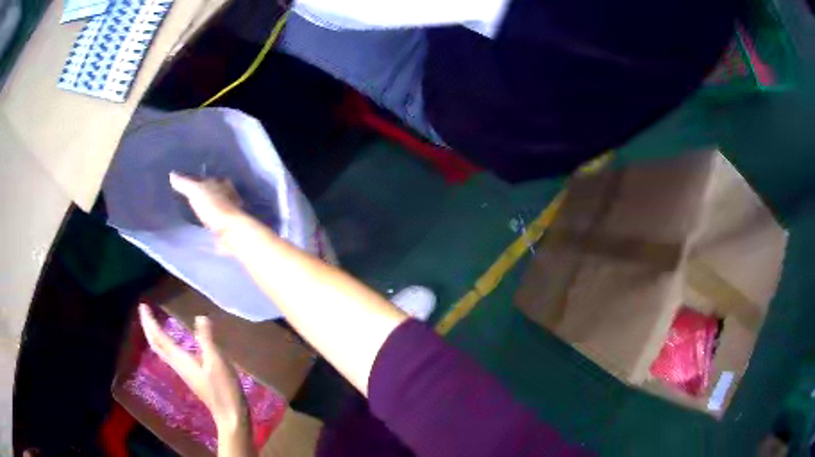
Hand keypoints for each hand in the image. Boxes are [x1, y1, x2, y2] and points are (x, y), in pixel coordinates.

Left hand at [138, 304, 249, 435]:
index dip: (150, 321)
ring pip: (162, 350)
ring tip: (154, 322)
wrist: (230, 415)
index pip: (160, 337)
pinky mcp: (191, 375)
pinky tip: (172, 342)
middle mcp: (178, 364)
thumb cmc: (223, 389)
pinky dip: (165, 343)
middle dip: (148, 327)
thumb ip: (206, 339)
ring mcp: (184, 371)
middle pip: (157, 344)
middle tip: (144, 311)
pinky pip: (171, 355)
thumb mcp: (216, 361)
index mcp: (181, 359)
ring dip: (155, 335)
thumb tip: (200, 317)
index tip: (142, 305)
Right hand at [169, 173, 245, 245]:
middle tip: (190, 199)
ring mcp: (231, 213)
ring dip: (208, 210)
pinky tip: (204, 229)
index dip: (197, 180)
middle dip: (204, 195)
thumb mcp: (196, 191)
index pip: (207, 178)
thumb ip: (185, 183)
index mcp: (222, 183)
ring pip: (217, 208)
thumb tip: (172, 174)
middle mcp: (229, 195)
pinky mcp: (230, 229)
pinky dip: (211, 225)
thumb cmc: (215, 207)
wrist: (233, 232)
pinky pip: (217, 225)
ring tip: (195, 214)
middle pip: (213, 193)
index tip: (188, 184)